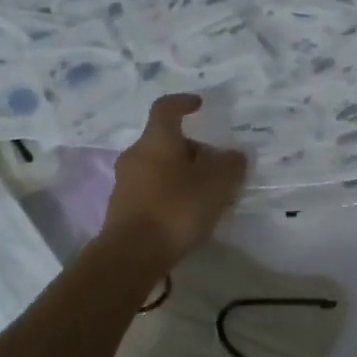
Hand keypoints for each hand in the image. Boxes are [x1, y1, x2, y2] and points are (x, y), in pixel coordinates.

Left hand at [101, 94, 247, 269]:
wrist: (132, 254)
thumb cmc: (176, 208)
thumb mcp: (217, 184)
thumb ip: (230, 165)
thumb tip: (234, 155)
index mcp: (157, 139)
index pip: (166, 108)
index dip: (183, 102)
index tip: (198, 104)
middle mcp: (136, 154)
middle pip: (164, 141)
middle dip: (190, 149)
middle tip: (214, 165)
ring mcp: (125, 182)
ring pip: (157, 167)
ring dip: (180, 173)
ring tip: (204, 193)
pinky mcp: (122, 209)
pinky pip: (150, 190)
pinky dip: (168, 193)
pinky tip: (185, 214)